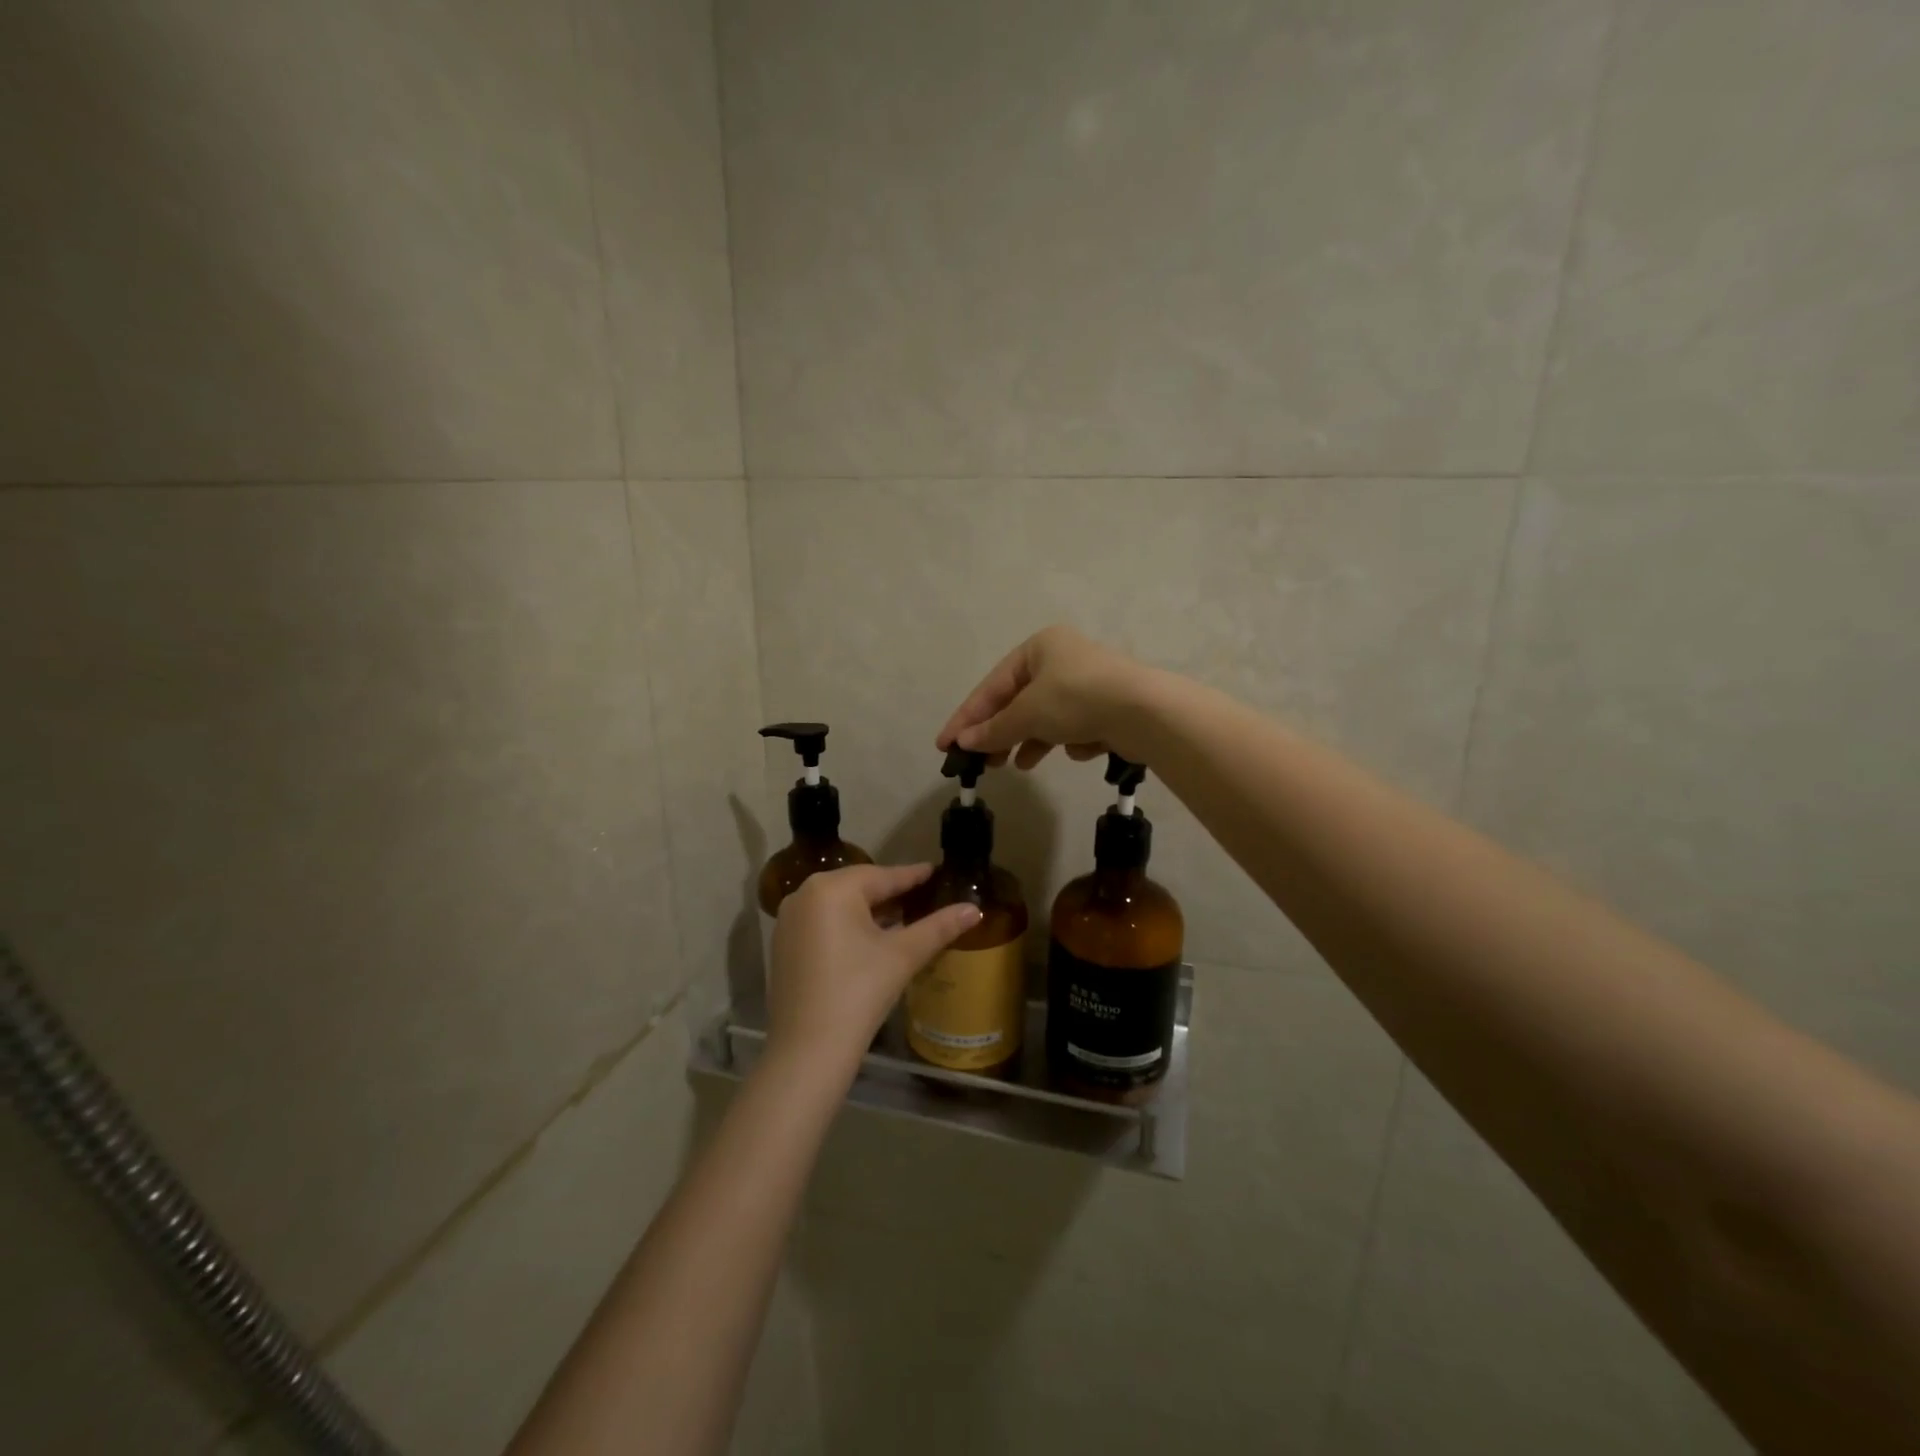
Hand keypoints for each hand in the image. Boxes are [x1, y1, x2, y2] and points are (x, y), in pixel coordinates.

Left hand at [767, 863, 980, 1073]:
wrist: (808, 1050)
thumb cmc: (858, 992)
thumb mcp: (903, 955)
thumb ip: (939, 927)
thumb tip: (974, 909)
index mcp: (831, 888)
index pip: (882, 876)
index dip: (912, 876)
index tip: (934, 871)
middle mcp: (804, 894)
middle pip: (858, 887)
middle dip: (890, 892)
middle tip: (922, 895)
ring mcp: (789, 920)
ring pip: (839, 905)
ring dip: (869, 910)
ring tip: (902, 915)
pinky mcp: (783, 945)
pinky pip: (822, 922)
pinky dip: (847, 925)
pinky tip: (869, 939)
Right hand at [936, 625, 1152, 769]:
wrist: (1145, 711)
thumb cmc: (1076, 699)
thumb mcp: (1027, 714)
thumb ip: (994, 729)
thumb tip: (965, 742)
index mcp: (1040, 647)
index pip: (992, 685)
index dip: (966, 717)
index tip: (944, 745)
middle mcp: (1062, 659)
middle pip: (1018, 701)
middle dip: (999, 733)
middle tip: (980, 762)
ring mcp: (1087, 682)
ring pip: (1045, 716)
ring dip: (1030, 741)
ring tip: (1018, 765)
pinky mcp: (1107, 707)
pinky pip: (1074, 725)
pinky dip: (1069, 739)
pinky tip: (1076, 750)